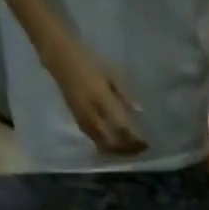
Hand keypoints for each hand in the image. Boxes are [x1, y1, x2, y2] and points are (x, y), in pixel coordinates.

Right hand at [41, 37, 146, 155]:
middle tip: (141, 149)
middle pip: (113, 142)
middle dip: (128, 149)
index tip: (147, 143)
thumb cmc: (89, 62)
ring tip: (131, 150)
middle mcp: (92, 114)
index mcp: (102, 100)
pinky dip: (108, 146)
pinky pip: (95, 140)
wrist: (61, 58)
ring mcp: (83, 120)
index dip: (135, 139)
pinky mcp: (78, 122)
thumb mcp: (111, 74)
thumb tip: (139, 111)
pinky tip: (117, 145)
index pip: (122, 127)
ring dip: (119, 150)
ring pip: (103, 145)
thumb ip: (124, 94)